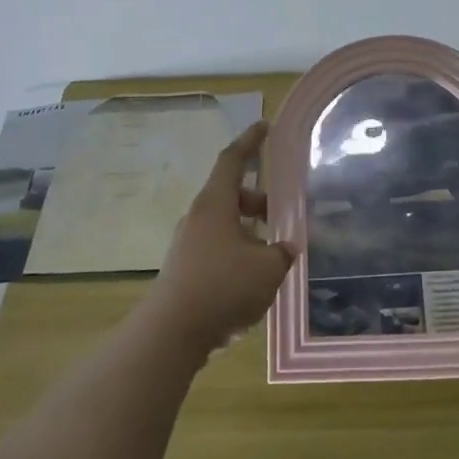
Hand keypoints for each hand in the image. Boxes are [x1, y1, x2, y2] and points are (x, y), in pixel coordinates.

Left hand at [142, 121, 294, 359]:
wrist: (172, 333)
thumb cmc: (223, 287)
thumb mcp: (268, 268)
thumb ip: (282, 252)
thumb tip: (286, 247)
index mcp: (216, 204)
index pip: (233, 160)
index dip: (250, 141)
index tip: (264, 126)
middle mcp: (198, 218)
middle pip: (231, 195)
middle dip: (258, 201)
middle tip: (281, 216)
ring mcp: (188, 244)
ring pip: (224, 225)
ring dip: (249, 232)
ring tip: (272, 255)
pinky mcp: (184, 270)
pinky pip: (216, 249)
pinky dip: (237, 254)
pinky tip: (253, 280)